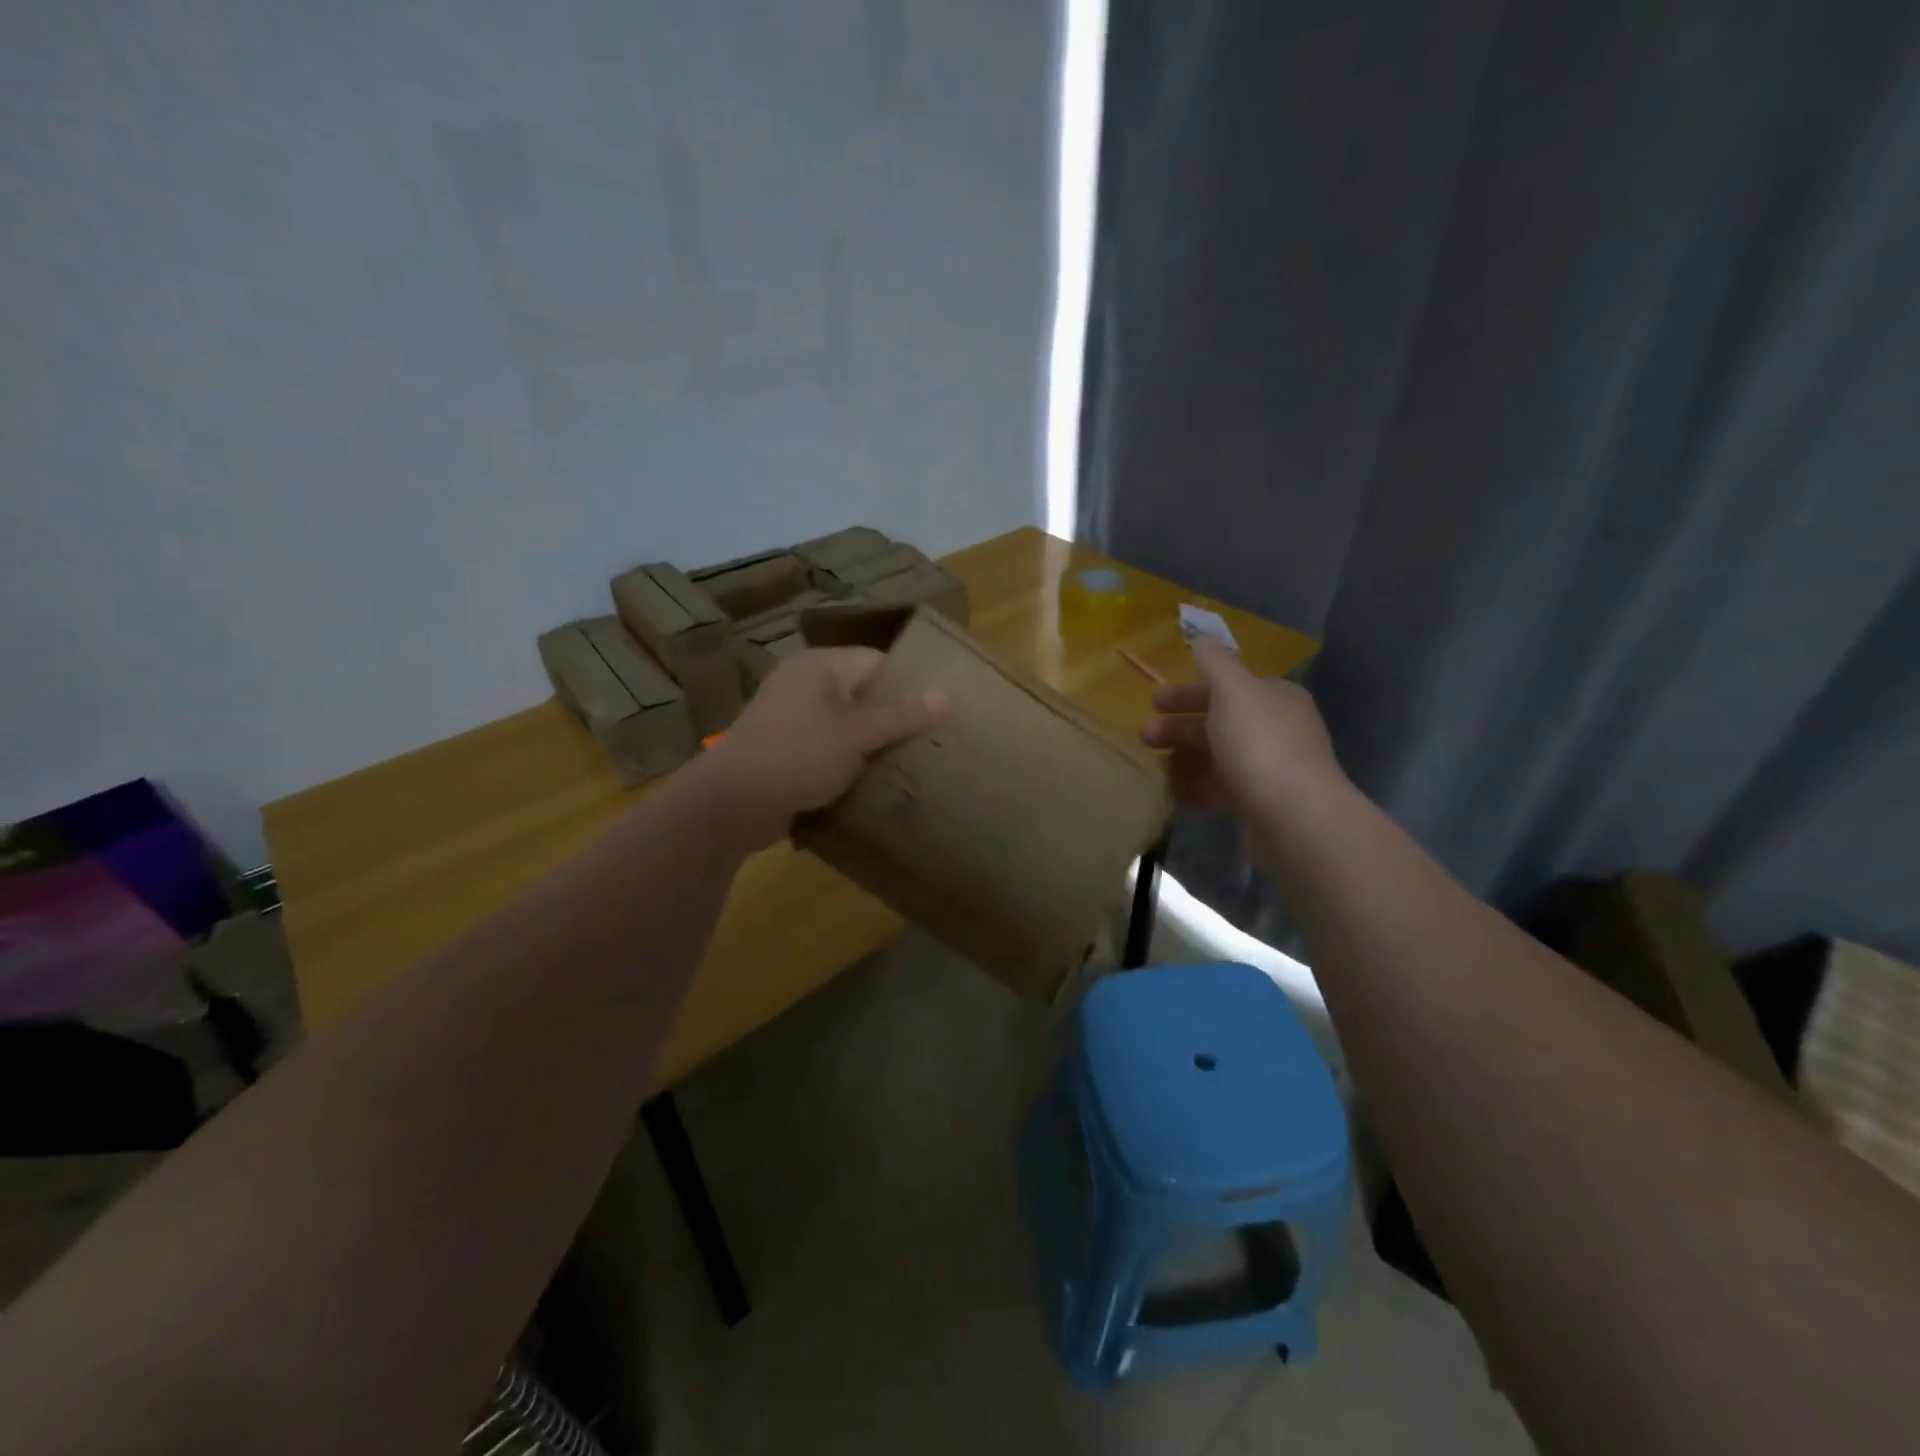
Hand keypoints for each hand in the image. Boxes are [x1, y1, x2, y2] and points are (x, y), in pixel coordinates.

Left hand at [698, 647, 947, 847]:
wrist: (732, 804)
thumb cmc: (798, 756)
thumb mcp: (857, 735)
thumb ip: (902, 715)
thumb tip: (946, 694)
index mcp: (820, 666)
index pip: (878, 662)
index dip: (909, 684)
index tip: (940, 711)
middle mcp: (805, 684)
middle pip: (864, 693)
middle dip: (894, 717)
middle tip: (931, 741)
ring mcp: (792, 718)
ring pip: (847, 724)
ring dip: (872, 743)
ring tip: (909, 763)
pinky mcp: (786, 749)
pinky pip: (829, 747)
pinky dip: (849, 760)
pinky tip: (873, 780)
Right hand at [1140, 639, 1347, 823]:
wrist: (1294, 817)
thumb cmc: (1258, 744)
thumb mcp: (1232, 690)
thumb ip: (1214, 662)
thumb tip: (1202, 638)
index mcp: (1274, 696)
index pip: (1226, 687)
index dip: (1187, 692)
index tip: (1153, 702)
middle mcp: (1276, 729)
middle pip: (1218, 722)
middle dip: (1178, 728)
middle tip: (1143, 736)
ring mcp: (1271, 769)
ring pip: (1217, 757)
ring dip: (1184, 759)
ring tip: (1156, 770)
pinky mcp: (1262, 804)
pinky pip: (1222, 790)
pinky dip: (1197, 789)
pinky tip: (1176, 795)